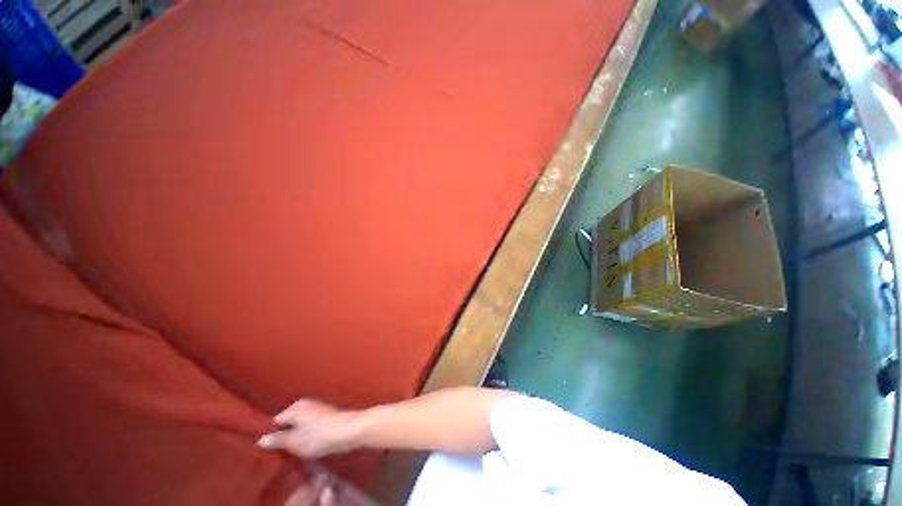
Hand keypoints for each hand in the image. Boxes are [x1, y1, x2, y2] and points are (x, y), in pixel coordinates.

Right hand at [257, 399, 362, 458]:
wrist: (348, 430)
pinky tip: (310, 441)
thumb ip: (277, 440)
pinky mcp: (326, 413)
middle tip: (284, 450)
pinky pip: (310, 423)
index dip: (273, 435)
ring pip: (300, 422)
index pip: (276, 421)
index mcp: (295, 408)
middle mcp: (305, 403)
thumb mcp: (294, 442)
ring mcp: (316, 407)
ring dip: (298, 433)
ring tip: (297, 448)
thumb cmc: (319, 436)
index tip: (271, 449)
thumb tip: (260, 439)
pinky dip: (308, 431)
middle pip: (288, 421)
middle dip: (286, 433)